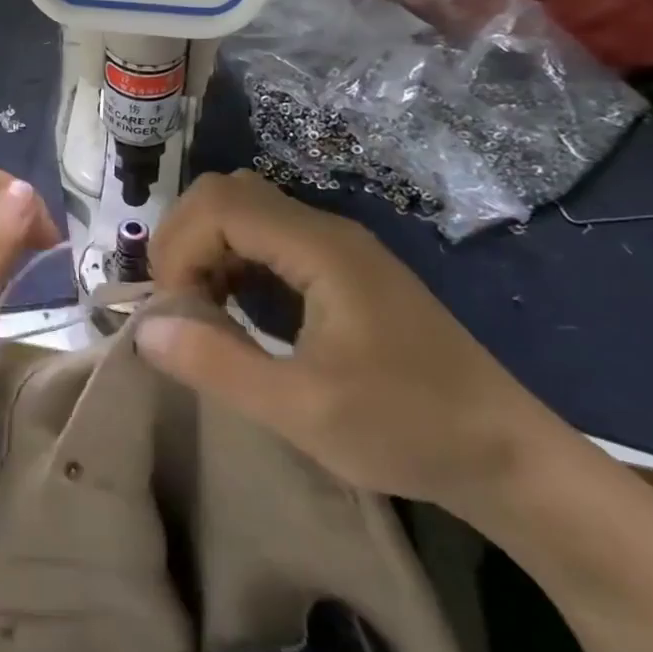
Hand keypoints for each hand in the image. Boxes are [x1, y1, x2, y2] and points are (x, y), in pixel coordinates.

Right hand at [137, 170, 560, 515]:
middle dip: (185, 241)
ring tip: (201, 309)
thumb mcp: (301, 410)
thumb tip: (144, 327)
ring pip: (245, 212)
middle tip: (178, 303)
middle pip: (227, 195)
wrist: (508, 456)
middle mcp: (326, 231)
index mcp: (319, 249)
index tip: (174, 308)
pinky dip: (233, 262)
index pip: (218, 204)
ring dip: (207, 250)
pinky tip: (236, 311)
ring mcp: (337, 247)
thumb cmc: (407, 429)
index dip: (178, 246)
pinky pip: (268, 239)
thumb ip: (216, 363)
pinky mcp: (342, 270)